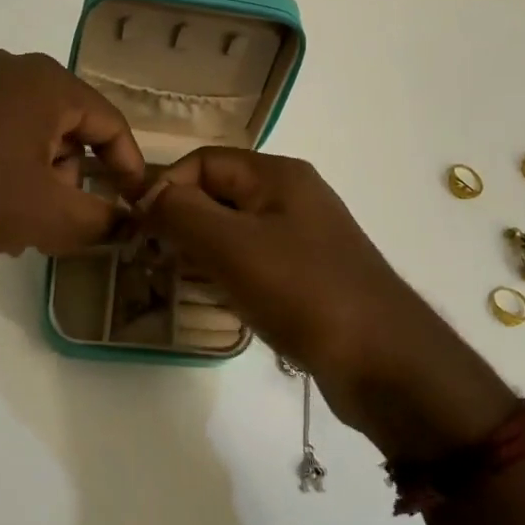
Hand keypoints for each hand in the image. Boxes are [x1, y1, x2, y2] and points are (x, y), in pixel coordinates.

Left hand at [0, 50, 147, 263]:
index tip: (133, 206)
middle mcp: (11, 69)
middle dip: (72, 178)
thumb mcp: (46, 215)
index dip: (128, 168)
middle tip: (59, 222)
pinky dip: (4, 169)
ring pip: (30, 134)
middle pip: (69, 127)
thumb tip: (125, 220)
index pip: (110, 123)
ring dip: (37, 179)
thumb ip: (99, 219)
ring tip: (16, 223)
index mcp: (46, 83)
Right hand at [141, 147, 513, 455]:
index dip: (166, 188)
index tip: (139, 229)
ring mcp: (304, 239)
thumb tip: (145, 196)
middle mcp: (292, 197)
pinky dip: (226, 274)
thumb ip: (181, 212)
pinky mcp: (308, 277)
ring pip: (233, 231)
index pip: (203, 161)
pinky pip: (253, 262)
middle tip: (151, 258)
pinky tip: (215, 300)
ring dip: (200, 251)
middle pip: (218, 194)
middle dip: (181, 221)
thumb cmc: (304, 292)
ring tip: (175, 280)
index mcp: (278, 175)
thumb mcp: (231, 246)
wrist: (385, 362)